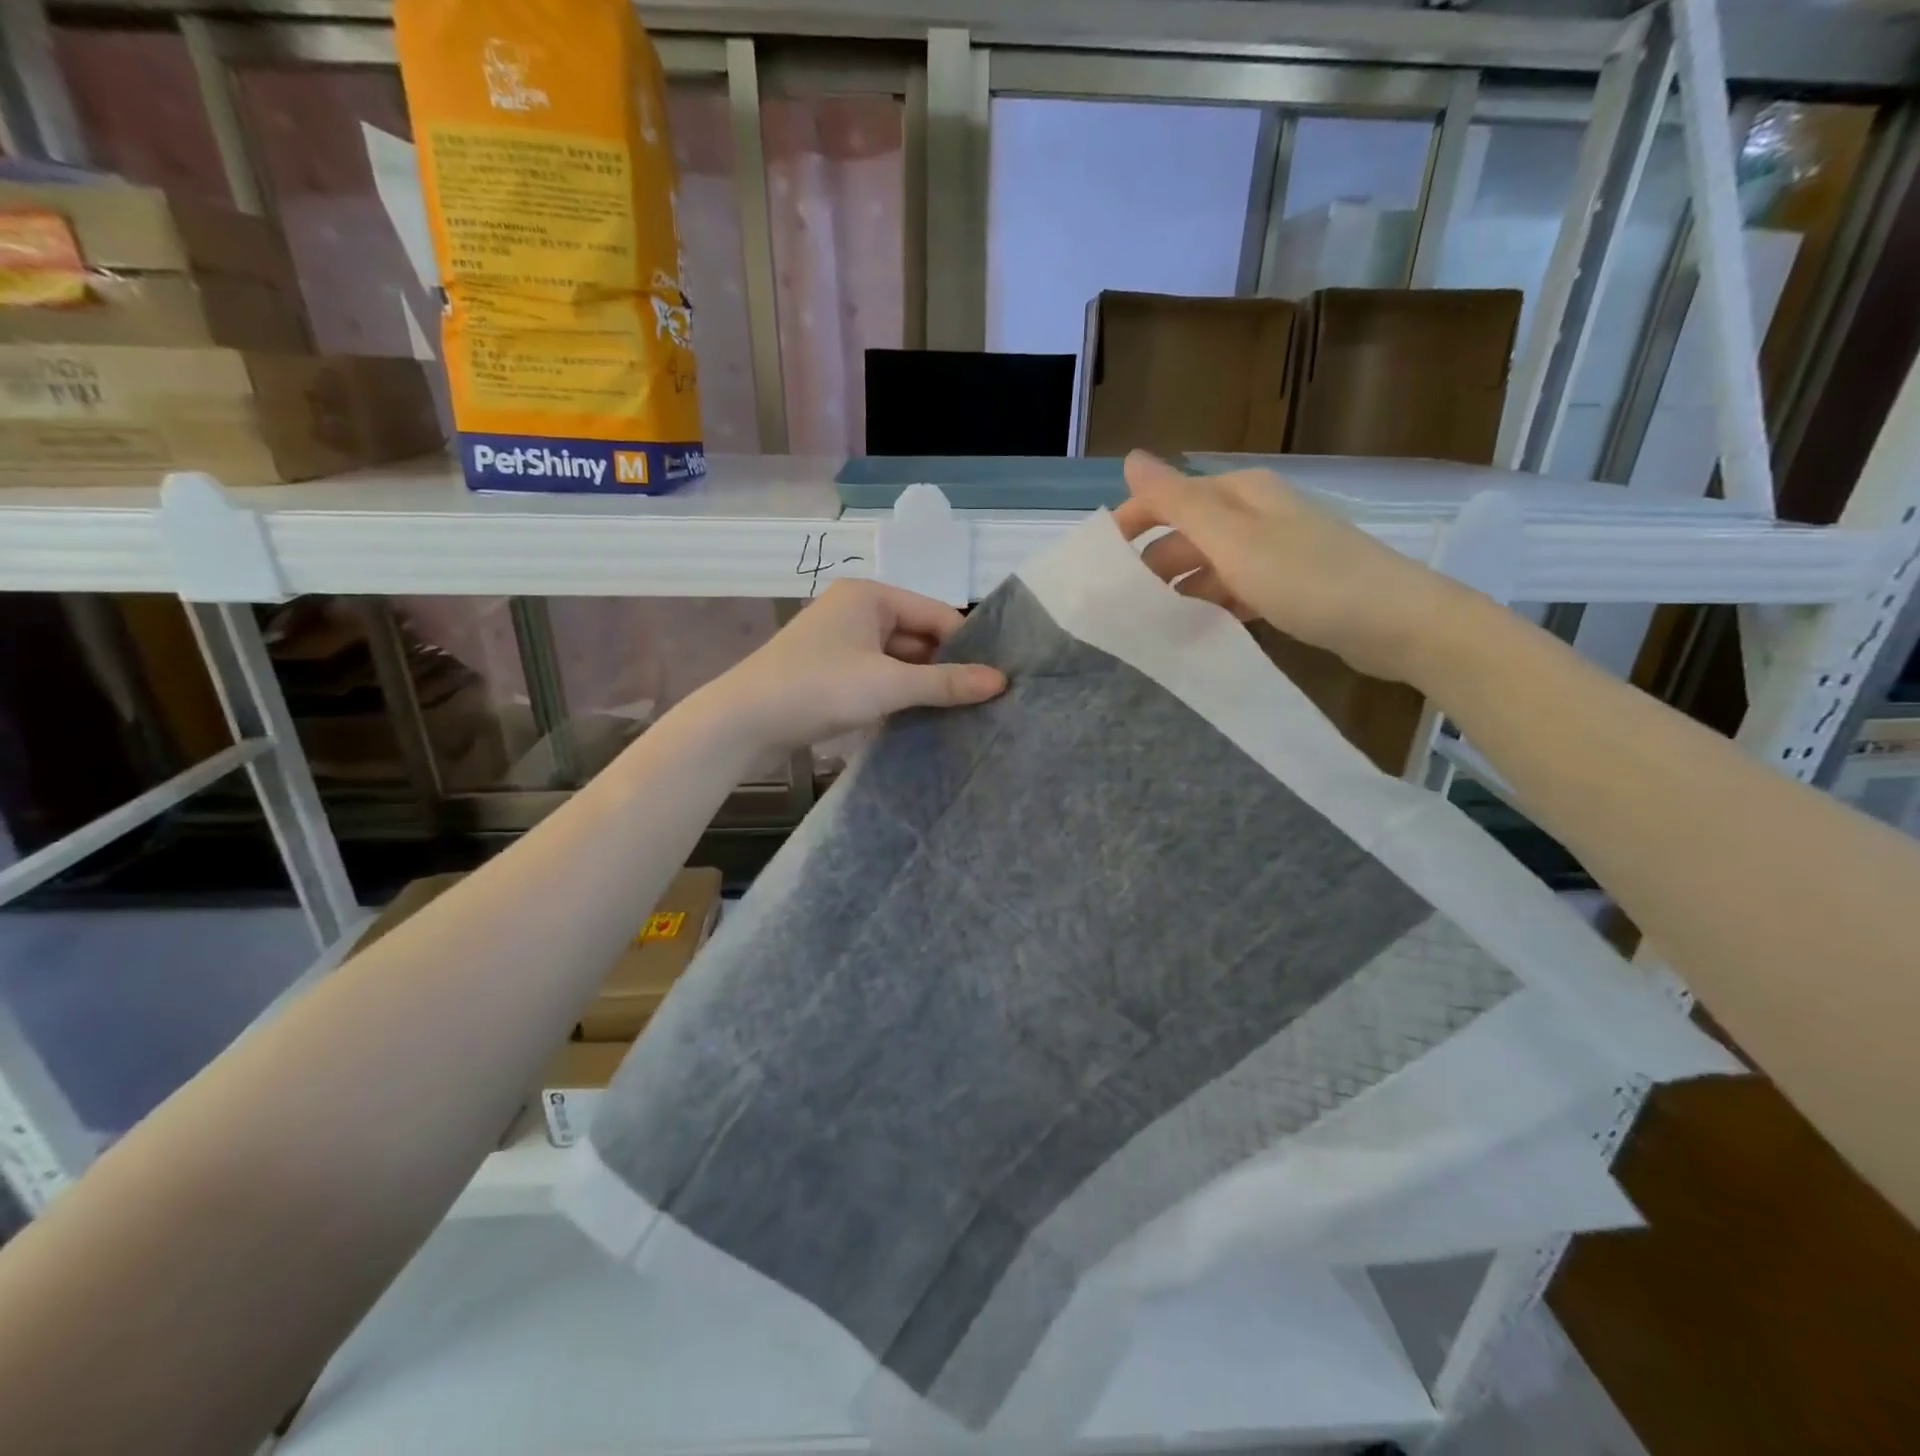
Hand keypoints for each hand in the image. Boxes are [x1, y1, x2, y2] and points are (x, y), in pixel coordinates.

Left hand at [703, 580, 1006, 751]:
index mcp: (870, 596)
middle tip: (984, 701)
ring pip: (898, 660)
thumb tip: (1001, 681)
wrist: (743, 722)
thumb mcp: (889, 685)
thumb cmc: (818, 688)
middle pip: (918, 636)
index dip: (967, 647)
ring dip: (922, 684)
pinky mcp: (830, 672)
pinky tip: (921, 717)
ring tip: (960, 713)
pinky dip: (898, 694)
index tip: (995, 681)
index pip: (937, 614)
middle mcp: (856, 610)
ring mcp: (841, 643)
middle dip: (945, 667)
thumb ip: (945, 683)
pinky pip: (878, 677)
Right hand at [1113, 451, 1467, 685]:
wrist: (1398, 622)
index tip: (1100, 567)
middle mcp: (1256, 514)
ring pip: (1210, 565)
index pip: (1168, 498)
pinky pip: (1235, 589)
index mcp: (1241, 494)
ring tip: (1154, 625)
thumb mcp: (1234, 539)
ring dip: (1182, 589)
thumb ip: (1179, 501)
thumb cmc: (1309, 578)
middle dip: (1154, 565)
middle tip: (1124, 608)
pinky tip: (1200, 629)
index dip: (1130, 525)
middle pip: (1187, 533)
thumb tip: (1130, 457)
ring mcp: (1275, 550)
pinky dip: (1214, 605)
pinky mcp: (1290, 585)